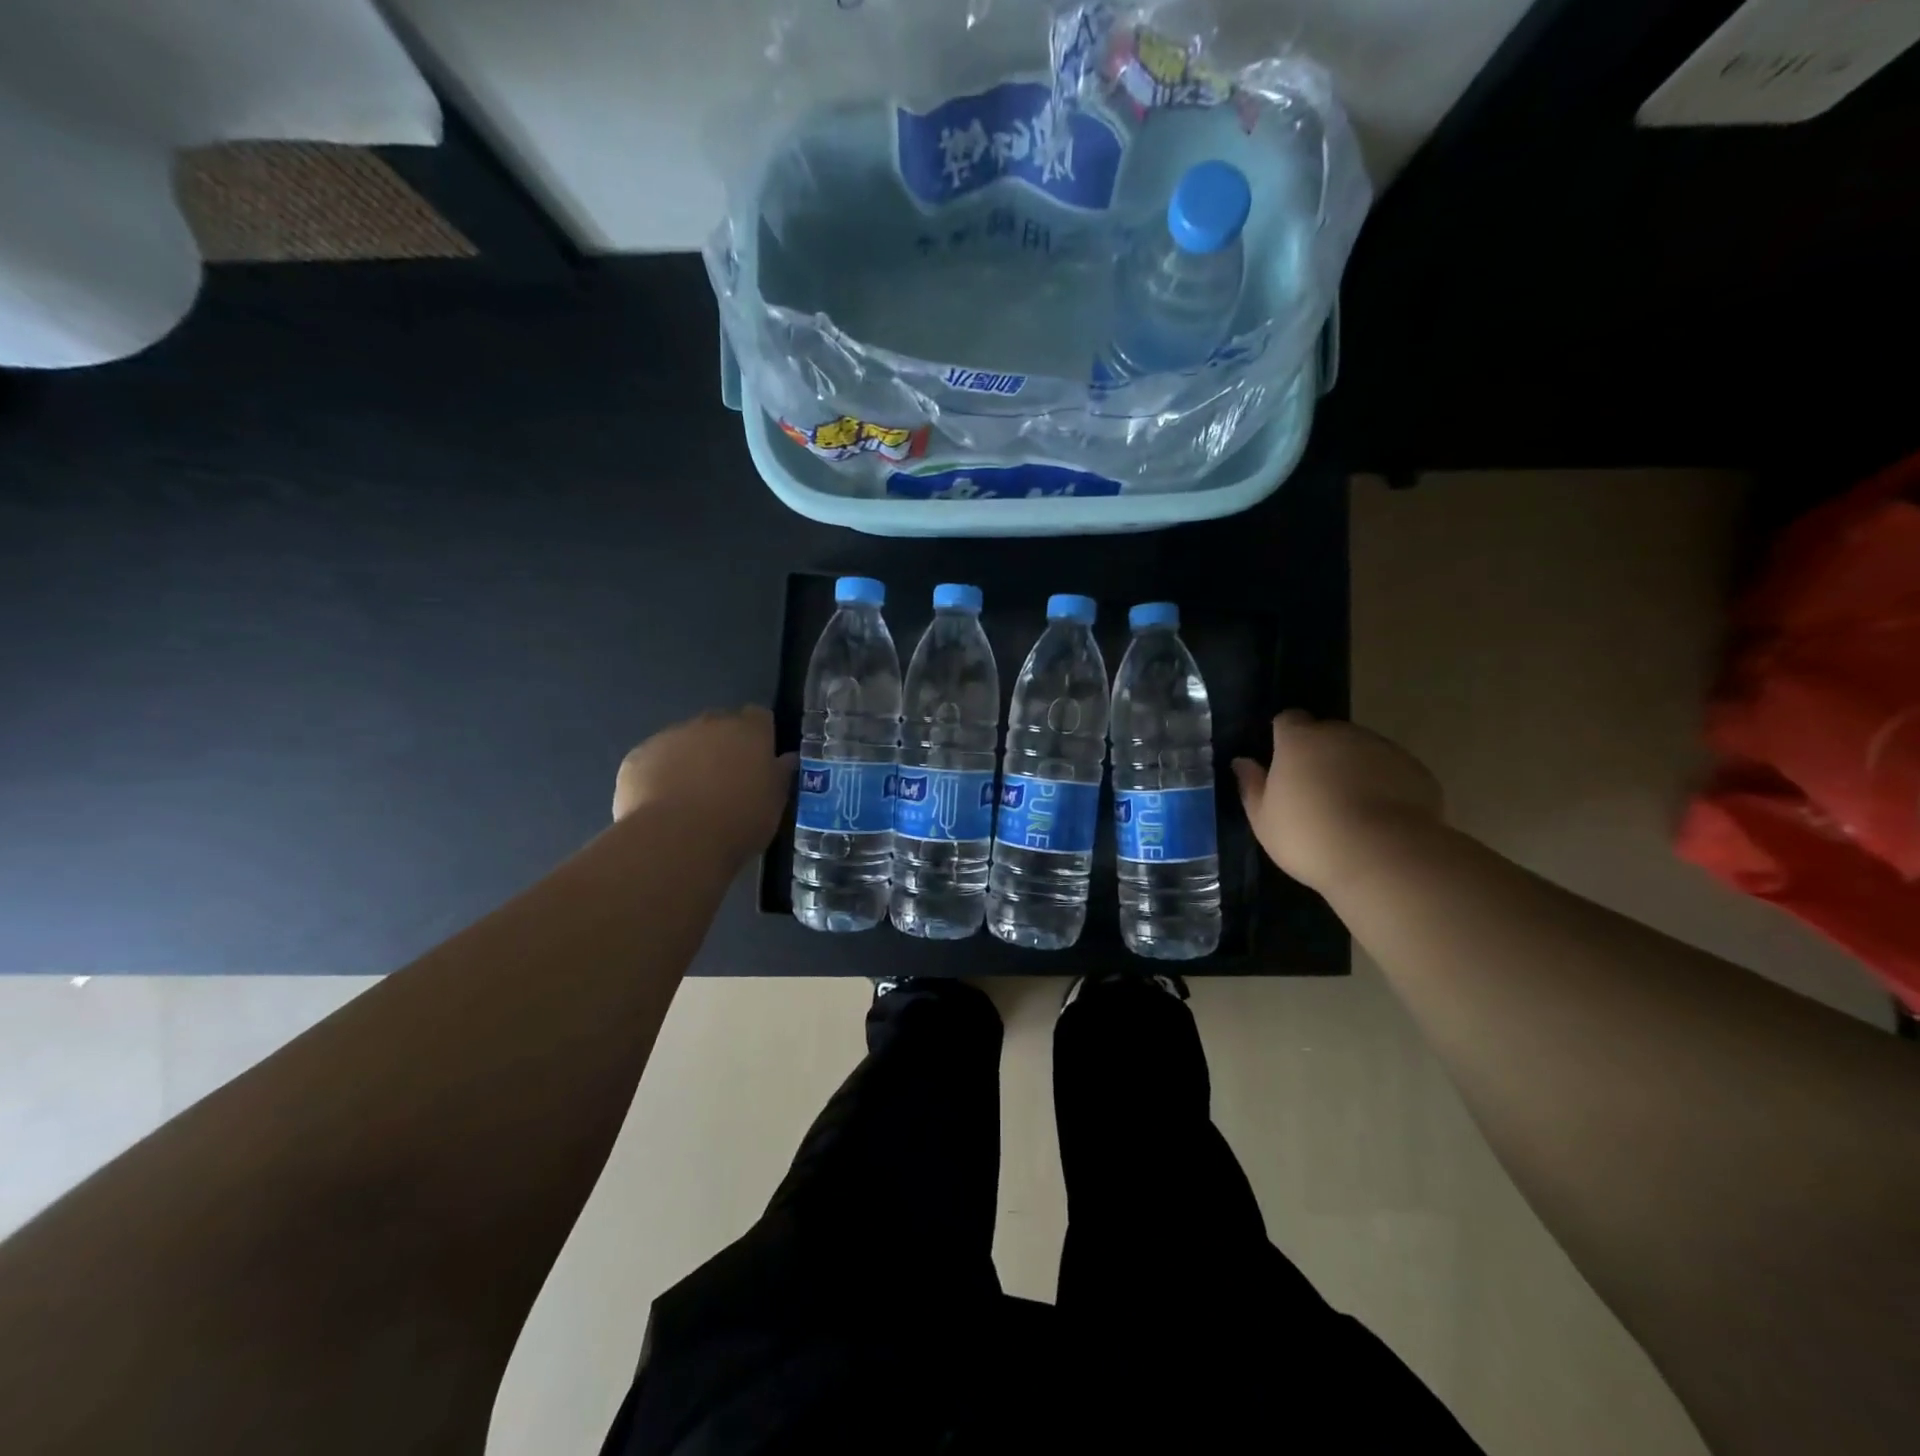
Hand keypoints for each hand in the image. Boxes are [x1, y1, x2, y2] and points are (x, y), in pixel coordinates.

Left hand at [612, 707, 795, 862]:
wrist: (676, 841)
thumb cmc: (738, 822)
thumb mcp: (774, 804)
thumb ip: (780, 776)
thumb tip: (785, 759)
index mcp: (749, 732)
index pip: (759, 717)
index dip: (760, 736)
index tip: (759, 760)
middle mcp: (709, 724)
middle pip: (719, 725)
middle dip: (723, 745)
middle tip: (726, 781)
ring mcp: (669, 737)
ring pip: (684, 741)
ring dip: (689, 759)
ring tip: (690, 798)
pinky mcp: (637, 758)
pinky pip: (653, 760)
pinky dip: (659, 775)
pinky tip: (662, 805)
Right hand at [1232, 710, 1442, 893]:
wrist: (1383, 857)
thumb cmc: (1308, 836)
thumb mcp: (1263, 819)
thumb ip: (1251, 786)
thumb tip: (1242, 762)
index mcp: (1299, 740)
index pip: (1288, 720)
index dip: (1284, 737)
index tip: (1282, 763)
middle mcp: (1341, 734)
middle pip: (1327, 734)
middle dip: (1320, 754)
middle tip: (1314, 791)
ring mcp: (1383, 749)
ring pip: (1361, 750)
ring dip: (1353, 768)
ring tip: (1350, 808)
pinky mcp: (1416, 770)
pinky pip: (1391, 771)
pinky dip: (1385, 785)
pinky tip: (1380, 818)